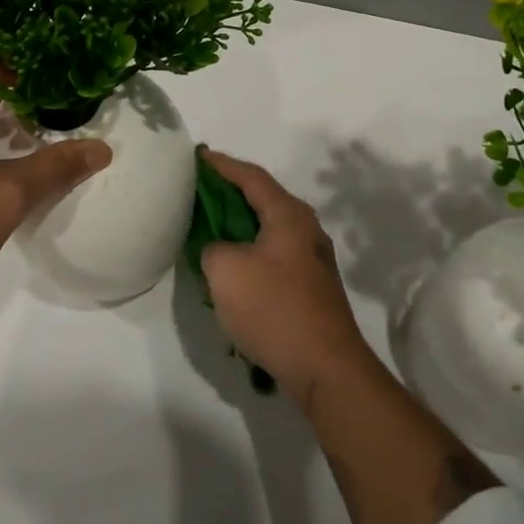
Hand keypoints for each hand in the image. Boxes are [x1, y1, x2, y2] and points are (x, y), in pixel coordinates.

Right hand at [198, 148, 378, 411]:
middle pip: (263, 199)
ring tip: (209, 226)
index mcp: (288, 215)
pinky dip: (250, 251)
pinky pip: (273, 254)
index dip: (222, 165)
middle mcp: (306, 229)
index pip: (251, 176)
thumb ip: (213, 247)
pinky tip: (231, 268)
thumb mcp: (225, 270)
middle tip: (199, 190)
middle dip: (230, 193)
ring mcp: (312, 260)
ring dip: (239, 225)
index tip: (198, 156)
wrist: (325, 368)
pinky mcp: (311, 287)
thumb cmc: (274, 308)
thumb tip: (220, 251)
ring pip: (268, 229)